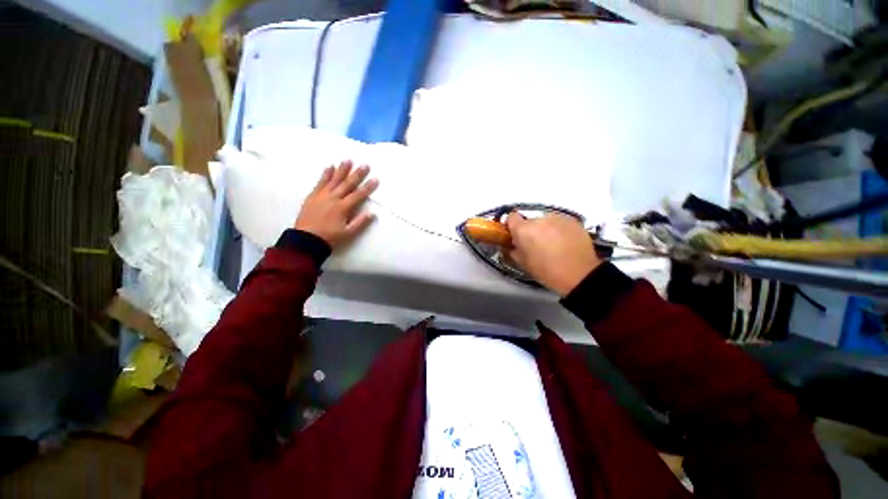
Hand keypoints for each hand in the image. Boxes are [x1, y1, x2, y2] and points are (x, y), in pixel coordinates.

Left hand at [294, 161, 378, 247]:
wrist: (306, 240)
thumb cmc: (330, 237)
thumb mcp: (348, 233)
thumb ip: (360, 222)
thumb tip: (372, 213)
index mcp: (343, 208)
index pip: (359, 195)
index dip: (368, 187)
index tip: (376, 179)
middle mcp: (333, 198)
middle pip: (347, 184)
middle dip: (357, 174)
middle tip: (365, 164)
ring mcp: (322, 196)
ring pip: (334, 180)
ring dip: (342, 170)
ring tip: (348, 160)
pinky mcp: (313, 196)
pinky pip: (320, 182)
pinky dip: (325, 174)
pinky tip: (329, 167)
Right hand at [506, 212, 601, 295]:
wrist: (579, 274)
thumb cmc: (546, 271)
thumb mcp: (523, 263)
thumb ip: (513, 249)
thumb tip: (513, 243)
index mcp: (523, 230)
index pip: (512, 217)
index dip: (512, 226)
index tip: (516, 235)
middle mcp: (539, 219)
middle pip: (530, 221)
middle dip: (531, 230)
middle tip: (536, 244)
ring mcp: (557, 218)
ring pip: (545, 220)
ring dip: (545, 229)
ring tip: (553, 244)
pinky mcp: (572, 220)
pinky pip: (559, 222)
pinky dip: (559, 229)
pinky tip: (564, 242)